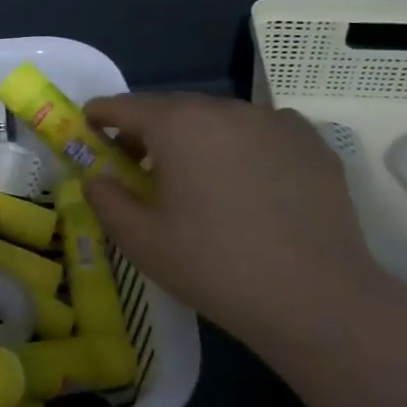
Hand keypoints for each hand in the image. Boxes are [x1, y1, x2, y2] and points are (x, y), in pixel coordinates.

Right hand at [81, 93, 406, 360]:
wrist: (316, 299)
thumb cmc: (214, 266)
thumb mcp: (140, 240)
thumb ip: (105, 199)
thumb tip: (96, 177)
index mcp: (179, 126)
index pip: (126, 106)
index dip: (102, 114)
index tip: (90, 125)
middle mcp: (226, 110)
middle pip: (173, 109)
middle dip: (148, 130)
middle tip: (137, 165)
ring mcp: (275, 122)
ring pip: (219, 120)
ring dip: (196, 138)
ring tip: (196, 178)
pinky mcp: (312, 143)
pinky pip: (261, 132)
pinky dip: (242, 146)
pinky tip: (246, 182)